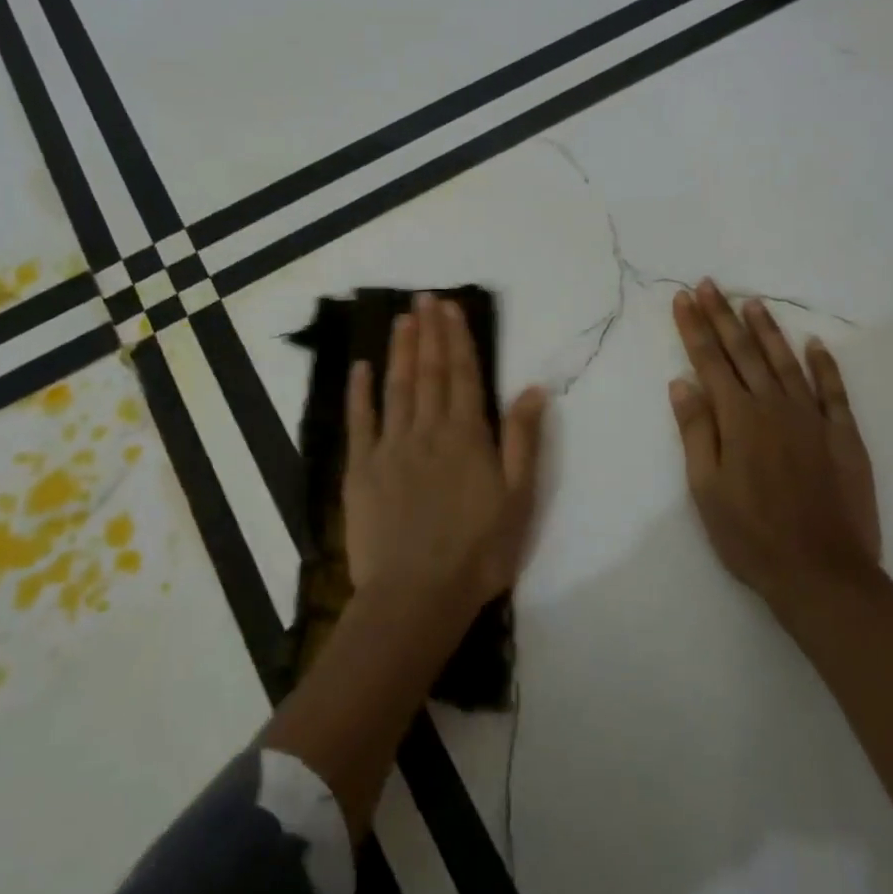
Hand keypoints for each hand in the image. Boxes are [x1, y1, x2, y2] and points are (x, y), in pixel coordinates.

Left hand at [343, 295, 549, 613]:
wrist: (417, 595)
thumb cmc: (479, 552)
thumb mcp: (518, 498)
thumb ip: (523, 440)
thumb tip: (533, 388)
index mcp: (467, 436)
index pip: (462, 375)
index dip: (457, 338)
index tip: (449, 307)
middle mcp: (428, 431)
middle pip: (429, 373)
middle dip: (428, 333)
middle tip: (424, 299)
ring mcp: (391, 448)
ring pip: (397, 388)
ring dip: (400, 351)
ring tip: (402, 320)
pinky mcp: (361, 470)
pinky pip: (360, 422)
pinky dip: (360, 392)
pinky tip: (361, 368)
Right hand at [669, 280, 881, 608]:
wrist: (821, 573)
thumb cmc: (750, 535)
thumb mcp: (706, 488)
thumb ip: (696, 431)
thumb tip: (682, 382)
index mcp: (738, 419)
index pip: (710, 362)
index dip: (694, 328)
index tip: (683, 298)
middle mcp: (775, 407)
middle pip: (744, 352)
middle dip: (723, 316)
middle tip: (709, 285)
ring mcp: (812, 419)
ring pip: (786, 362)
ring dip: (767, 330)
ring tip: (752, 302)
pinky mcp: (843, 436)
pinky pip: (833, 391)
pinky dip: (824, 365)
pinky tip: (815, 345)